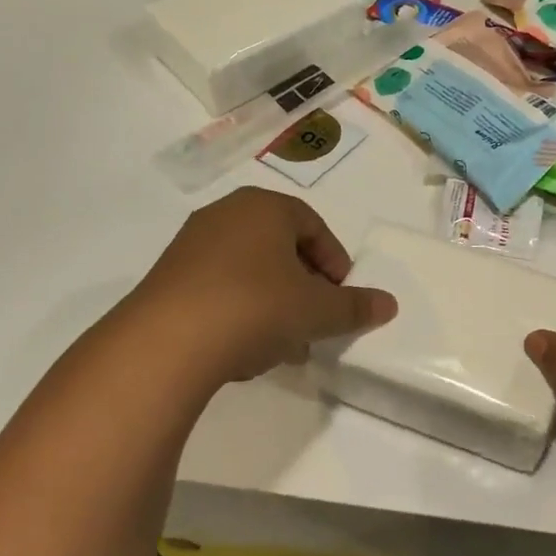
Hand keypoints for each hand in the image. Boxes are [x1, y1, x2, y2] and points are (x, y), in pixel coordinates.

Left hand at [119, 188, 396, 388]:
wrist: (166, 343)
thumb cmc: (256, 308)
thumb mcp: (317, 311)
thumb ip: (355, 307)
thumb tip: (389, 304)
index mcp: (264, 207)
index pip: (313, 225)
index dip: (334, 261)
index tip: (341, 295)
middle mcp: (225, 215)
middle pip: (280, 247)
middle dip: (304, 285)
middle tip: (317, 318)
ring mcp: (190, 246)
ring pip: (249, 270)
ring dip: (274, 302)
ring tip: (285, 343)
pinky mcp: (166, 279)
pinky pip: (218, 288)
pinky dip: (240, 311)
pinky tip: (247, 348)